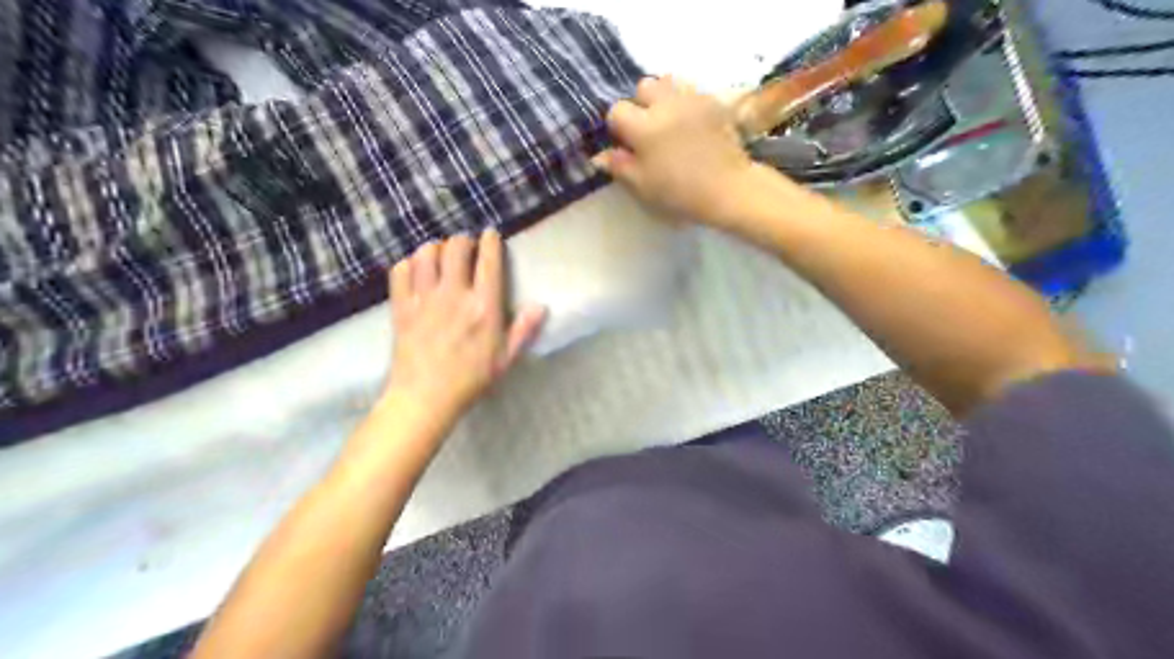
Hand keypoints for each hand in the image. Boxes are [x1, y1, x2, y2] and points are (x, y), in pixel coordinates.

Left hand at [386, 228, 551, 420]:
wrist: (425, 398)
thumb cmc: (471, 380)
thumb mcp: (505, 359)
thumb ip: (523, 330)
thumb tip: (540, 306)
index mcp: (484, 306)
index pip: (488, 261)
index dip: (490, 241)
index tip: (491, 234)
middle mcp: (454, 294)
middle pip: (456, 248)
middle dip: (463, 240)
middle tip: (466, 248)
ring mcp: (424, 298)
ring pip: (426, 254)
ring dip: (435, 248)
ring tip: (440, 255)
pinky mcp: (401, 307)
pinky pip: (400, 271)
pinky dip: (409, 264)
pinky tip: (416, 271)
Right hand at [597, 74, 762, 225]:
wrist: (728, 189)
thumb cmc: (680, 192)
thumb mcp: (643, 186)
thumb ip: (619, 166)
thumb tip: (600, 155)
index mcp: (644, 127)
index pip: (617, 111)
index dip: (617, 127)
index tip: (626, 143)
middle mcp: (665, 104)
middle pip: (643, 87)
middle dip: (641, 105)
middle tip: (648, 130)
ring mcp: (692, 99)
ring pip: (668, 82)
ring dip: (663, 98)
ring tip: (670, 120)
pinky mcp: (714, 102)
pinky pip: (692, 91)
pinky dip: (686, 101)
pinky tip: (691, 123)